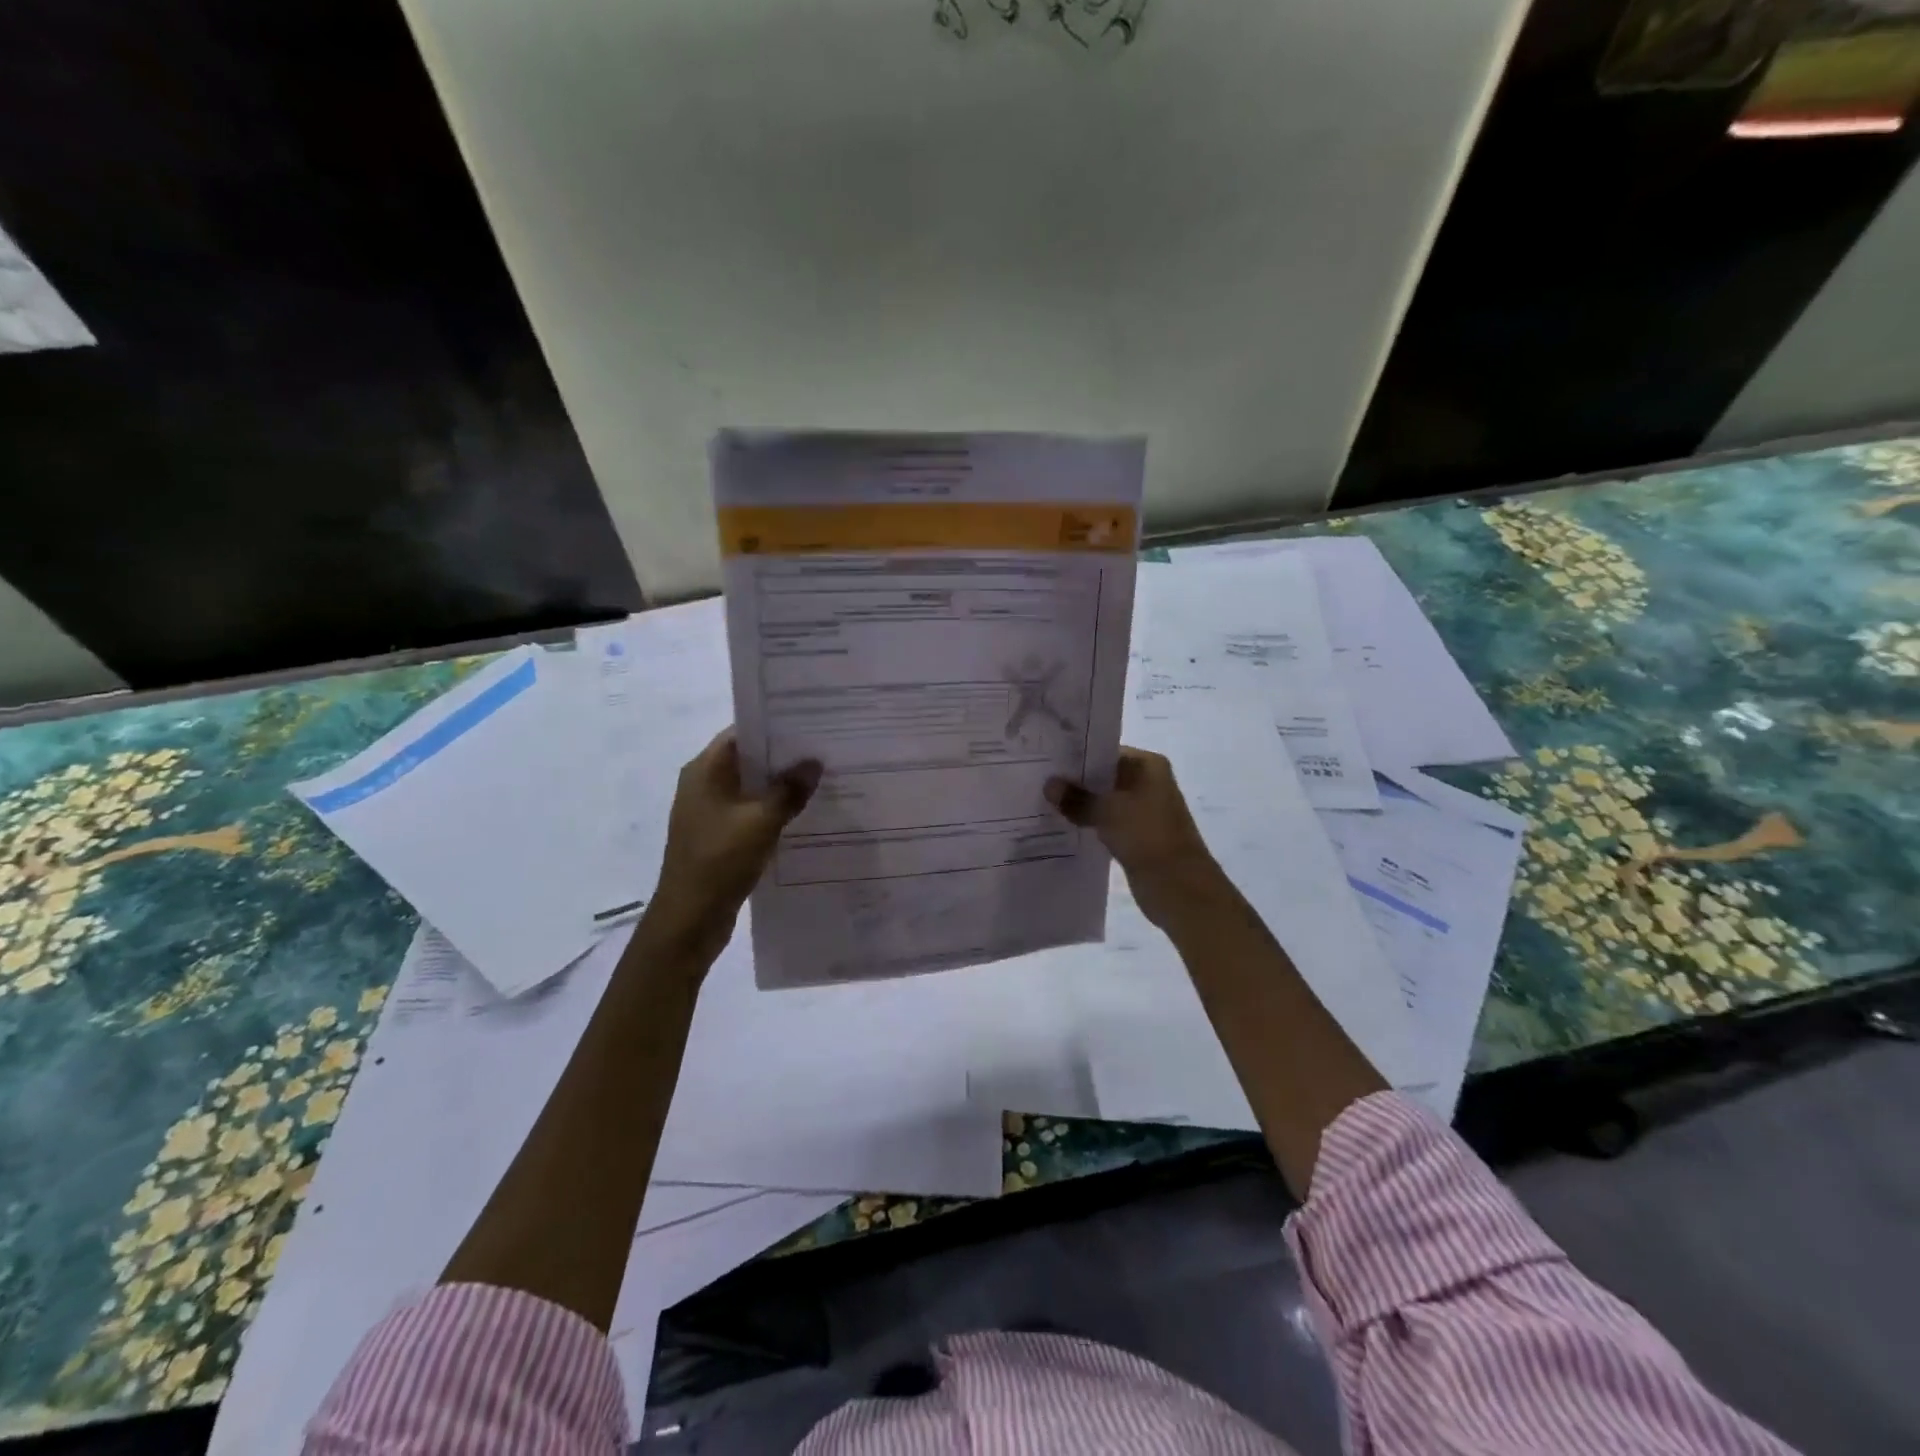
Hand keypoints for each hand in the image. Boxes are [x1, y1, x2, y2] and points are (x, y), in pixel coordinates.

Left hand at [643, 729, 820, 966]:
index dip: (775, 726)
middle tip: (825, 750)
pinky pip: (750, 811)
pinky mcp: (718, 835)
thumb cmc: (720, 860)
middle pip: (748, 759)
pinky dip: (773, 809)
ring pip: (751, 787)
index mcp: (705, 770)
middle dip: (784, 756)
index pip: (742, 733)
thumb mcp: (761, 821)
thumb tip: (813, 763)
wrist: (689, 919)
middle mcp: (703, 784)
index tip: (811, 723)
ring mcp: (709, 811)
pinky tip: (804, 813)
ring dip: (780, 785)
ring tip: (822, 778)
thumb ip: (789, 790)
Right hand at [1045, 748, 1225, 928]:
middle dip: (1075, 782)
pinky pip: (1106, 823)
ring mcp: (1143, 811)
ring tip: (1043, 802)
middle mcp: (1148, 783)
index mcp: (1148, 766)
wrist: (1178, 886)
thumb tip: (1049, 785)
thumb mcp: (1107, 811)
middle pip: (1104, 777)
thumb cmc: (1147, 835)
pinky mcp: (1136, 836)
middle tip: (1038, 781)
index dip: (1077, 757)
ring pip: (1104, 802)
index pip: (1106, 752)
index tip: (1047, 760)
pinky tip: (1061, 826)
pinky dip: (1089, 824)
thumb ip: (1076, 797)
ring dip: (1080, 805)